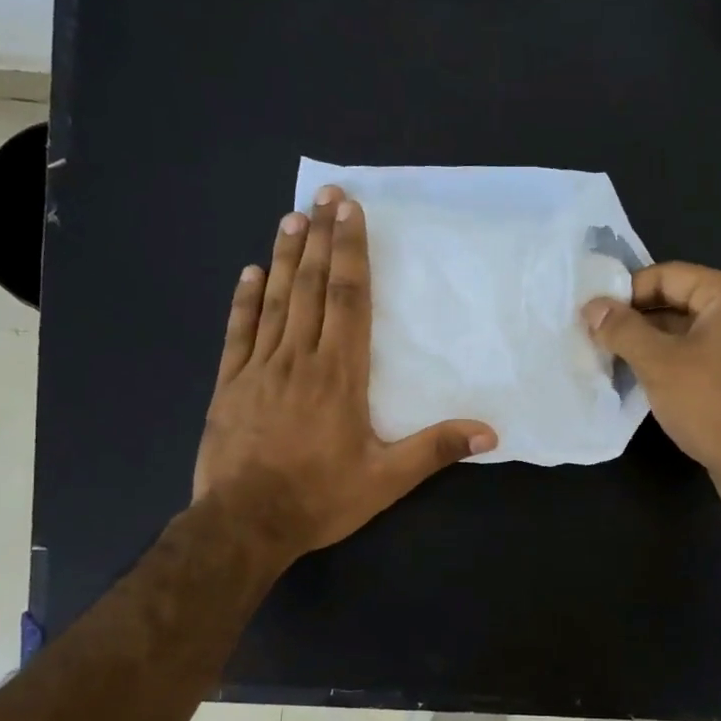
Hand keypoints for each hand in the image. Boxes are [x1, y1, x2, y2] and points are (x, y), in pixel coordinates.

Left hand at [194, 186, 496, 566]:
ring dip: (285, 258)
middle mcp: (299, 359)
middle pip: (311, 288)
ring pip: (275, 301)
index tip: (350, 213)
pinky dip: (245, 300)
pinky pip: (239, 332)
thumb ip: (435, 450)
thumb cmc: (319, 498)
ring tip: (292, 218)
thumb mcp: (386, 481)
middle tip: (324, 196)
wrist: (244, 524)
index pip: (348, 300)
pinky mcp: (230, 385)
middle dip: (320, 238)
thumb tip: (490, 432)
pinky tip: (250, 273)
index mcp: (339, 375)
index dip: (351, 253)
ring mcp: (259, 369)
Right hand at [582, 262, 720, 492]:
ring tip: (615, 363)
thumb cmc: (712, 404)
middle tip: (598, 340)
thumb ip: (622, 330)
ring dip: (653, 346)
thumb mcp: (658, 363)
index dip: (627, 292)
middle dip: (638, 321)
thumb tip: (592, 306)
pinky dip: (675, 366)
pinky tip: (648, 385)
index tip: (594, 315)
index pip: (668, 275)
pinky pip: (704, 360)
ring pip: (690, 335)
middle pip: (680, 303)